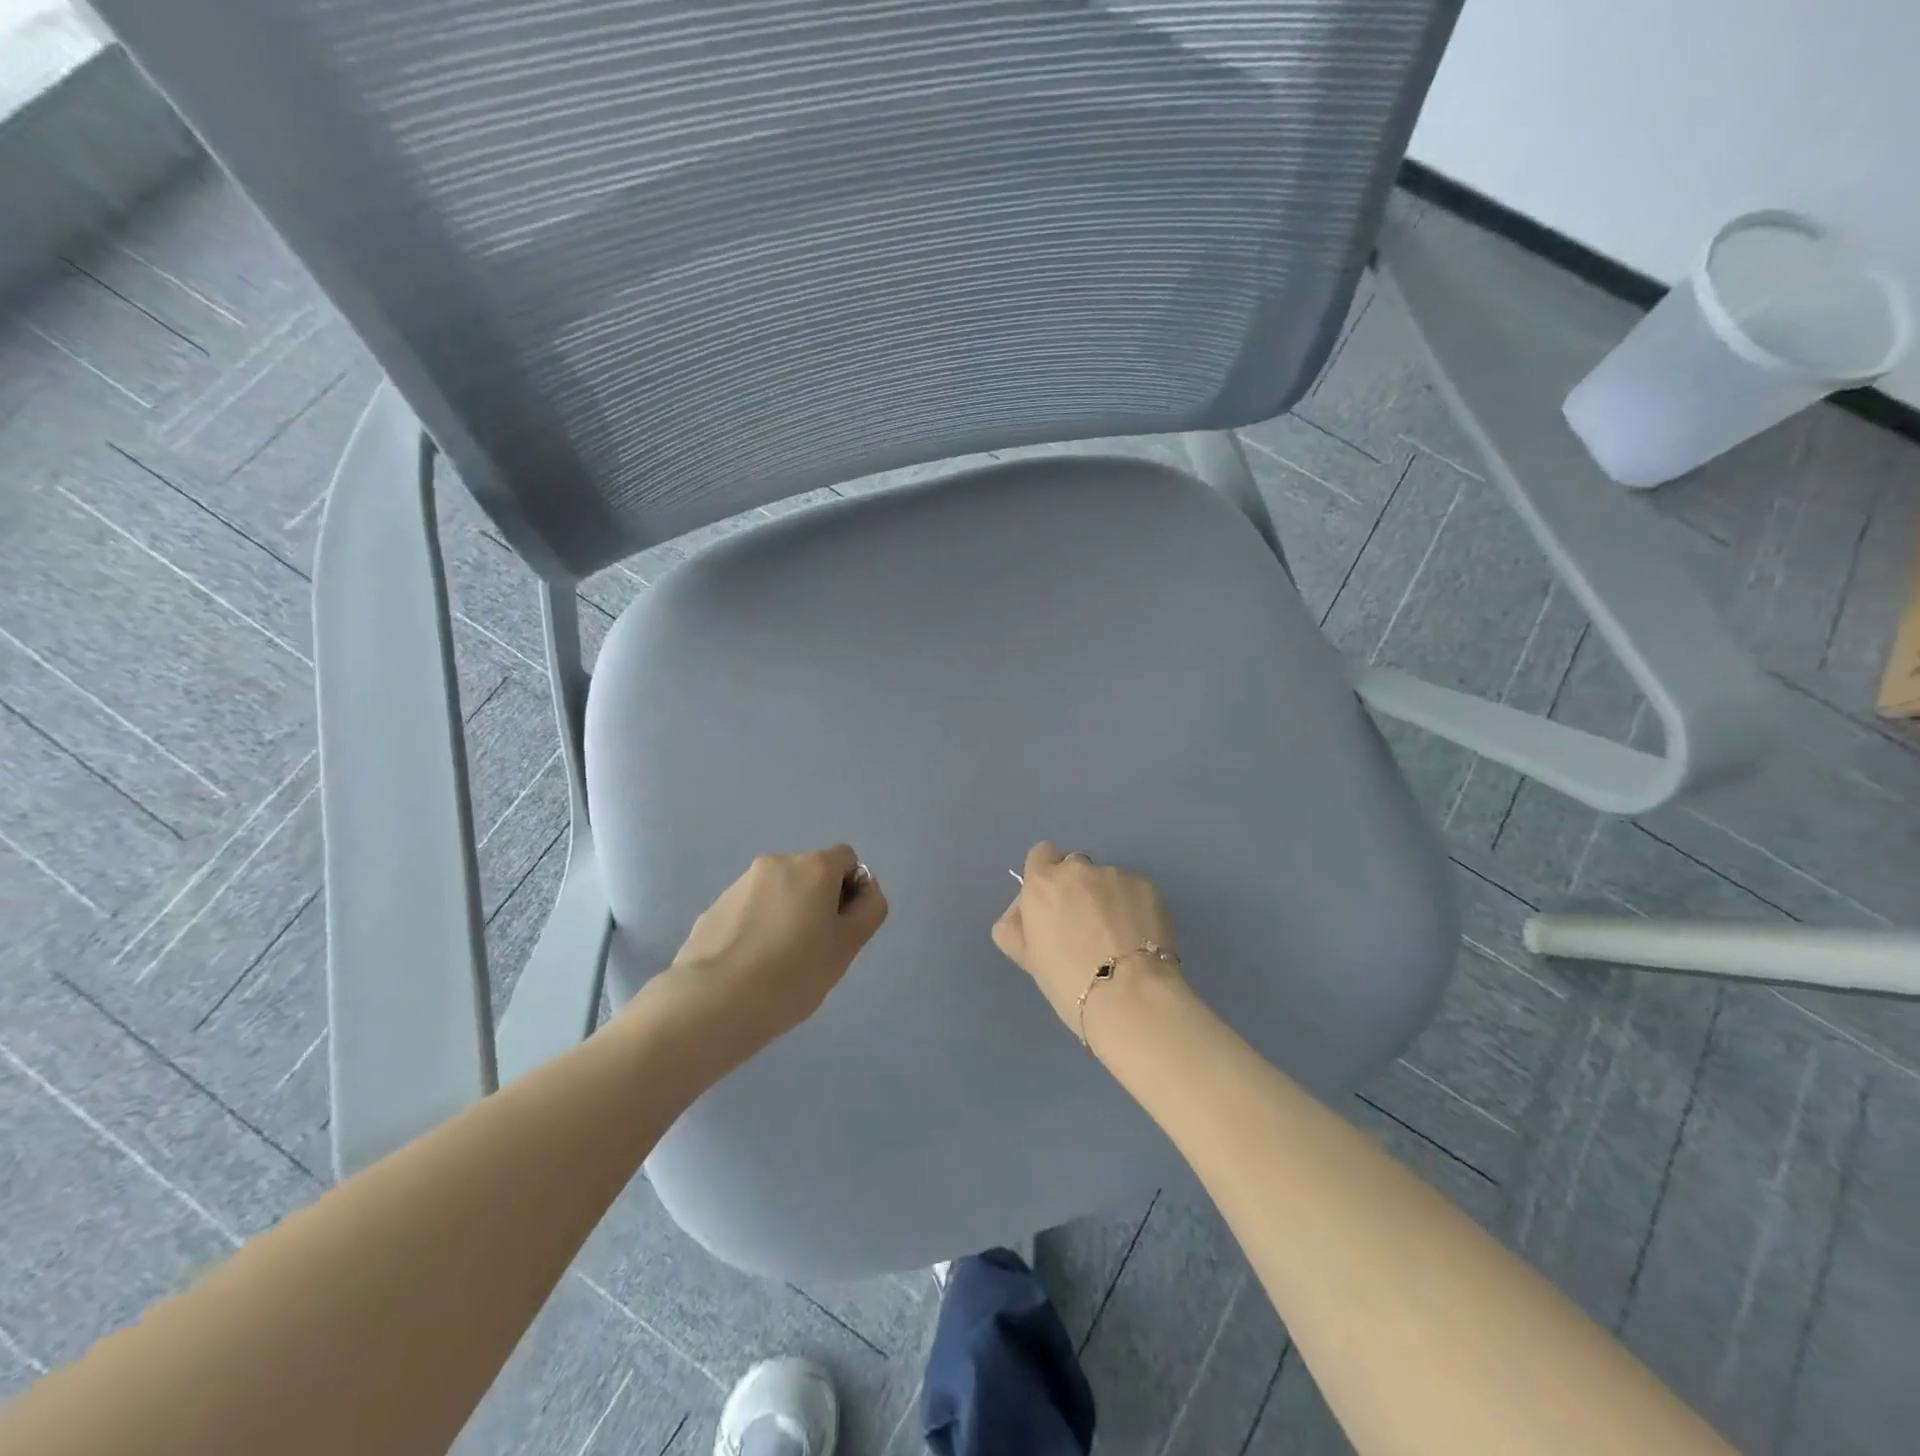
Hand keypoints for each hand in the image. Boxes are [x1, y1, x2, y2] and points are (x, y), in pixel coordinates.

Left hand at [659, 845, 887, 1049]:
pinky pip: (749, 912)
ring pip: (778, 894)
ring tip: (778, 964)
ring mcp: (739, 885)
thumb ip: (868, 909)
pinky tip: (751, 967)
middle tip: (814, 951)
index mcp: (812, 867)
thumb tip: (864, 888)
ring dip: (786, 916)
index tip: (842, 929)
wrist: (713, 1002)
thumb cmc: (793, 973)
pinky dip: (757, 929)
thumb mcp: (848, 946)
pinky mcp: (713, 909)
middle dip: (817, 903)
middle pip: (810, 875)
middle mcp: (776, 864)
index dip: (851, 890)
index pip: (846, 859)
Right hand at [992, 842, 1181, 1037]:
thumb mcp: (1028, 958)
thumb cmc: (1069, 982)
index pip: (1040, 856)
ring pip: (1106, 881)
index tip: (1053, 906)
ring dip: (1106, 899)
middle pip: (1074, 868)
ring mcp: (1115, 875)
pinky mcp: (1147, 886)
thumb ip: (1016, 927)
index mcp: (1043, 883)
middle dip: (1077, 889)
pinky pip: (1133, 891)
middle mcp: (1078, 869)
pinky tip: (1137, 938)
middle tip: (1084, 927)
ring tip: (1116, 938)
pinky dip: (1132, 908)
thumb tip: (1022, 915)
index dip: (1046, 878)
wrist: (1132, 996)